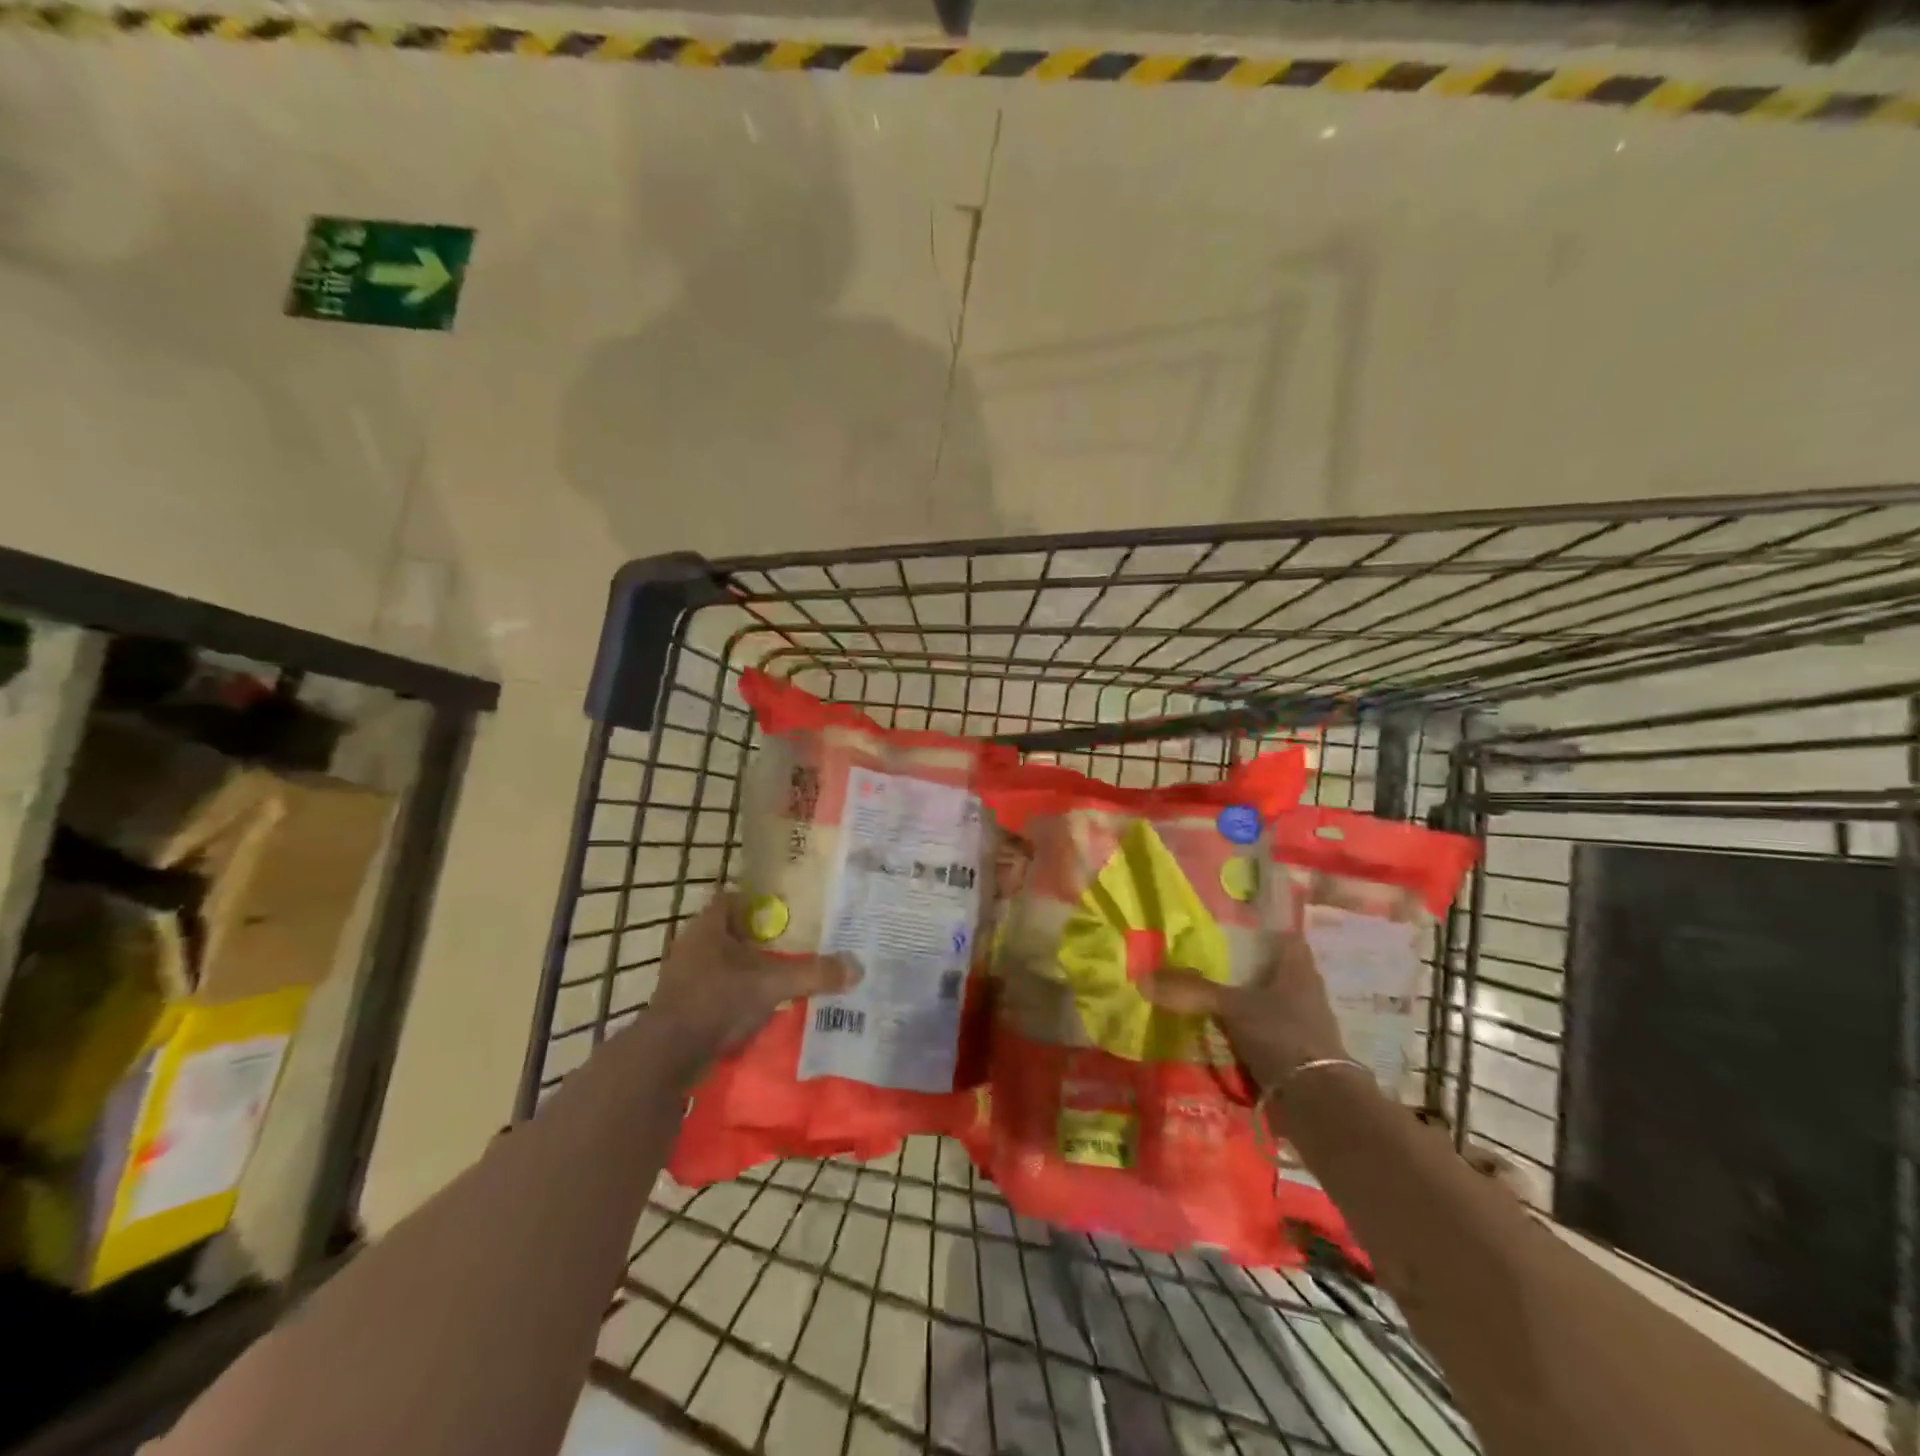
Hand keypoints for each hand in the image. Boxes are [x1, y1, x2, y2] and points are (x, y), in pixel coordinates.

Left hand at [647, 893, 859, 1067]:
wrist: (667, 1056)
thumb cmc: (716, 1001)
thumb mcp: (772, 984)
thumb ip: (813, 974)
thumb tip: (857, 967)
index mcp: (707, 927)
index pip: (731, 899)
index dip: (757, 901)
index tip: (786, 910)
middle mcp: (692, 946)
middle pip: (729, 931)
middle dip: (758, 937)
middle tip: (793, 942)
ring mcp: (683, 977)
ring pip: (721, 962)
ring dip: (746, 968)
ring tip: (781, 974)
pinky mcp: (682, 1006)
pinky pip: (715, 989)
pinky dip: (736, 993)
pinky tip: (760, 1006)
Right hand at [1139, 931, 1348, 1093]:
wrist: (1317, 1101)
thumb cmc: (1281, 1034)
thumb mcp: (1231, 1006)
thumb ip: (1192, 991)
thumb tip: (1143, 979)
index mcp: (1299, 971)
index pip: (1287, 940)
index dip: (1265, 933)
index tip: (1235, 933)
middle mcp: (1306, 994)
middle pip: (1276, 974)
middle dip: (1248, 973)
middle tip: (1210, 968)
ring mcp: (1305, 1029)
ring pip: (1271, 1008)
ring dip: (1247, 1008)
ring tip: (1209, 1005)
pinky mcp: (1298, 1059)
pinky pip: (1268, 1040)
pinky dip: (1248, 1040)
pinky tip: (1223, 1041)